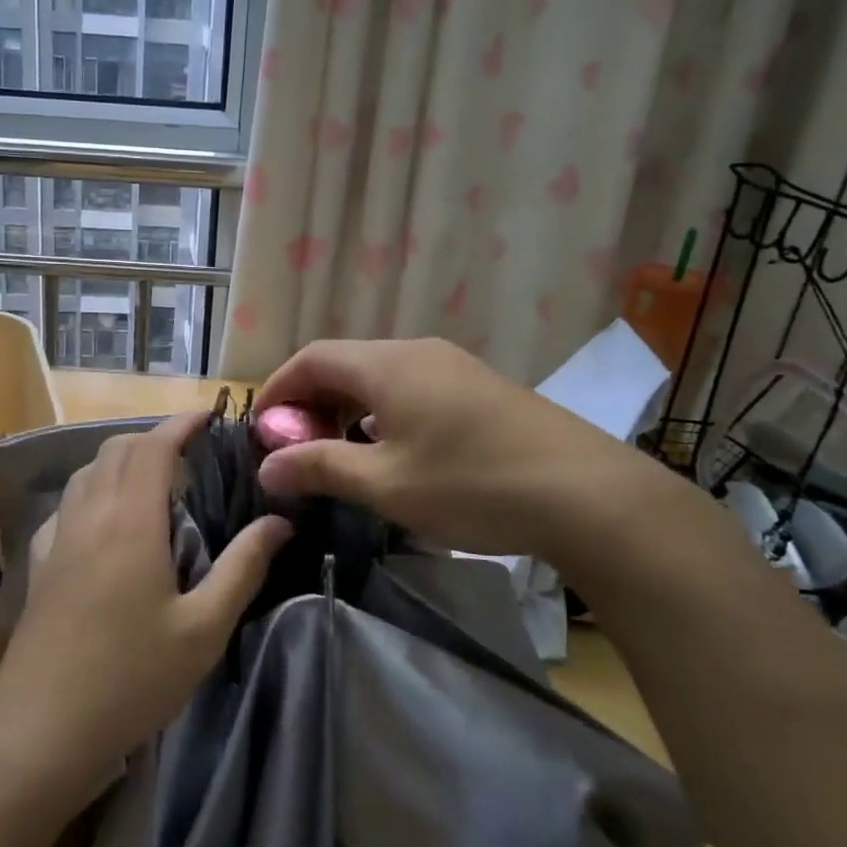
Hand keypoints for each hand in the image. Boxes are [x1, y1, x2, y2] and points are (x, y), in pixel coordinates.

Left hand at [0, 411, 291, 794]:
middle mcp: (89, 515)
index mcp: (130, 520)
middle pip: (116, 449)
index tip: (211, 417)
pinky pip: (68, 504)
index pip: (154, 446)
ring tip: (154, 483)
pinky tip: (107, 524)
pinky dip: (94, 491)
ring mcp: (57, 538)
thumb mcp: (204, 629)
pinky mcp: (38, 564)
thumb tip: (279, 521)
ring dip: (121, 461)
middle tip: (192, 455)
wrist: (40, 730)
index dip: (182, 423)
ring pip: (88, 473)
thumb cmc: (131, 679)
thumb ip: (243, 567)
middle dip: (154, 437)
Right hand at [255, 338, 648, 558]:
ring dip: (346, 409)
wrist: (585, 493)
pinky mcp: (478, 389)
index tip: (261, 431)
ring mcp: (452, 367)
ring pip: (378, 377)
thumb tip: (266, 467)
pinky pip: (410, 389)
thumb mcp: (384, 484)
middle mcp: (416, 352)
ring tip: (338, 454)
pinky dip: (381, 413)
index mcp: (386, 365)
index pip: (311, 358)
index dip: (277, 390)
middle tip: (296, 449)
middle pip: (344, 363)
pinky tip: (390, 453)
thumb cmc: (470, 484)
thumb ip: (319, 468)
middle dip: (310, 402)